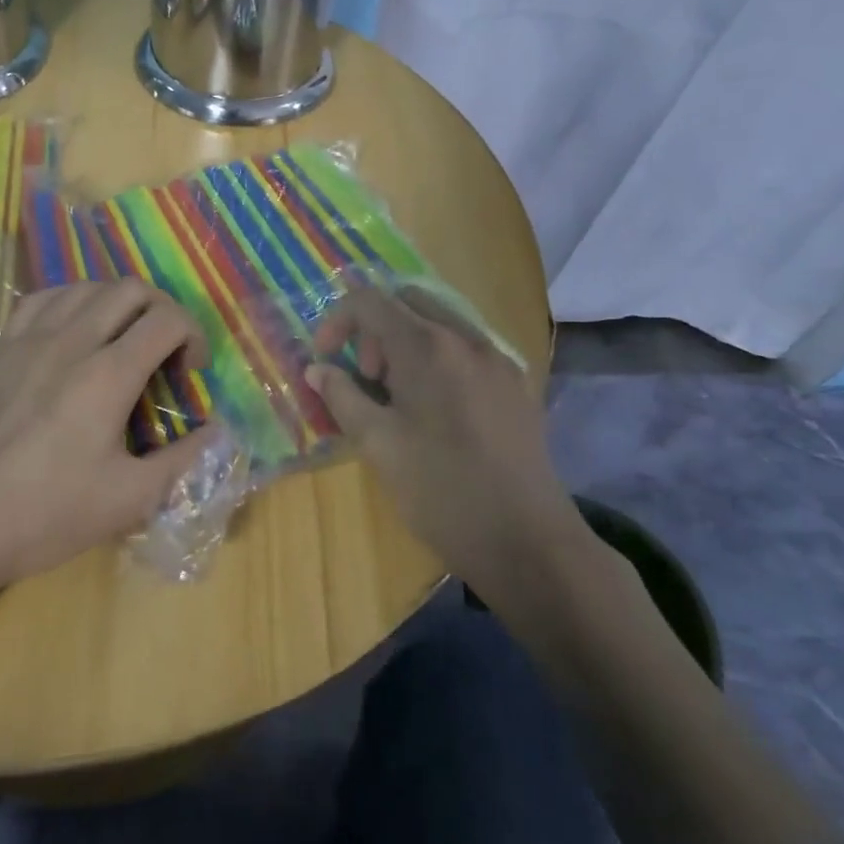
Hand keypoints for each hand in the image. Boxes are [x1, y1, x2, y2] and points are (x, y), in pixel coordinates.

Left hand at [0, 282, 212, 591]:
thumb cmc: (46, 514)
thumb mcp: (129, 500)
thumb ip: (184, 460)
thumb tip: (218, 432)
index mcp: (107, 375)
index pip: (167, 320)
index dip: (193, 335)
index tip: (192, 371)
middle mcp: (70, 341)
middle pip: (130, 289)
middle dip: (162, 311)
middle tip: (165, 351)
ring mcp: (29, 339)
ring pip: (86, 286)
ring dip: (118, 303)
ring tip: (123, 339)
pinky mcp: (0, 348)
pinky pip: (42, 299)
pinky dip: (71, 302)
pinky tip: (73, 331)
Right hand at [306, 286, 587, 593]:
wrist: (527, 542)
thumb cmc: (440, 491)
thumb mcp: (377, 445)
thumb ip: (341, 396)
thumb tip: (317, 370)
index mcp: (428, 346)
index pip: (370, 302)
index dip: (336, 322)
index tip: (325, 360)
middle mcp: (466, 338)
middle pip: (408, 302)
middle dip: (375, 330)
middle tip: (366, 378)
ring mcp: (498, 359)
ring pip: (440, 322)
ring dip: (406, 342)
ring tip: (399, 398)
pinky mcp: (516, 384)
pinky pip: (467, 348)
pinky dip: (438, 358)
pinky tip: (436, 409)